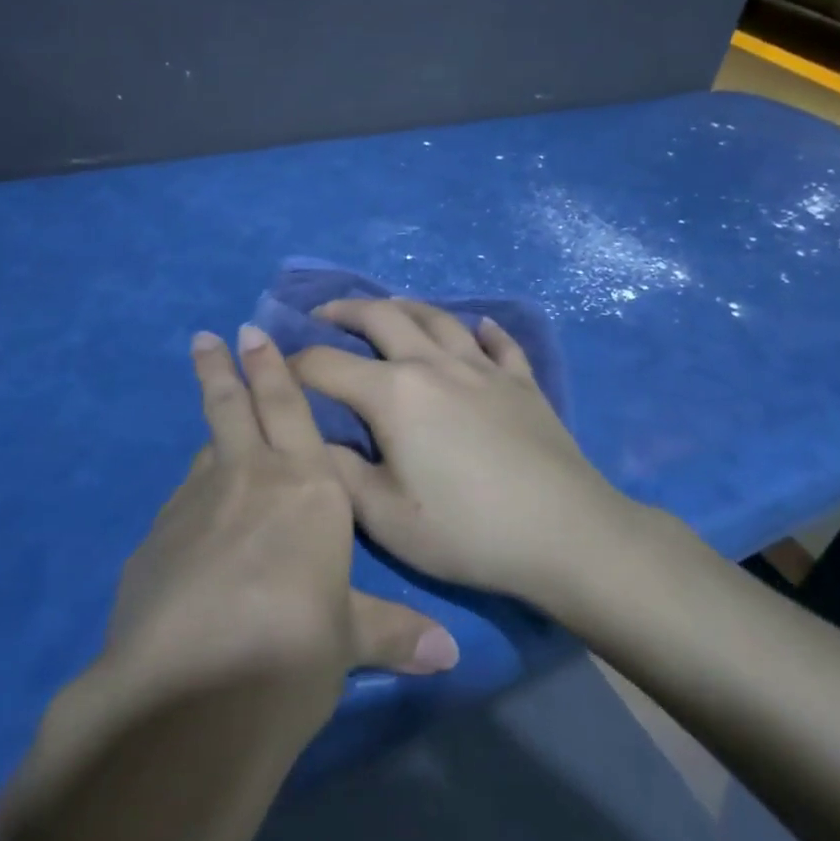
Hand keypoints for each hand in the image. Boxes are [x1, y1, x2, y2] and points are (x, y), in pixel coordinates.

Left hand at [101, 325, 458, 705]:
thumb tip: (448, 654)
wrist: (189, 696)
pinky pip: (182, 505)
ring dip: (212, 436)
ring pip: (206, 453)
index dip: (270, 368)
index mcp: (306, 486)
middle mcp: (247, 478)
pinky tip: (196, 529)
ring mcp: (193, 505)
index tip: (249, 332)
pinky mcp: (154, 542)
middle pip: (230, 407)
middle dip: (221, 368)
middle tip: (206, 337)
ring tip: (216, 434)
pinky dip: (194, 500)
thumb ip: (393, 633)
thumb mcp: (348, 640)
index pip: (287, 408)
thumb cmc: (292, 649)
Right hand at [289, 299, 626, 602]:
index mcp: (394, 394)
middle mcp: (434, 364)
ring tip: (389, 310)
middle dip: (345, 311)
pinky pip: (500, 343)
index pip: (327, 364)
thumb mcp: (385, 517)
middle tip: (324, 315)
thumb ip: (339, 474)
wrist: (564, 533)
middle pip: (383, 317)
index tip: (275, 368)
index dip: (294, 363)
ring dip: (405, 307)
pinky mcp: (522, 382)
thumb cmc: (466, 530)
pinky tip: (480, 327)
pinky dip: (484, 330)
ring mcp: (483, 368)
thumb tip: (310, 441)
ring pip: (438, 318)